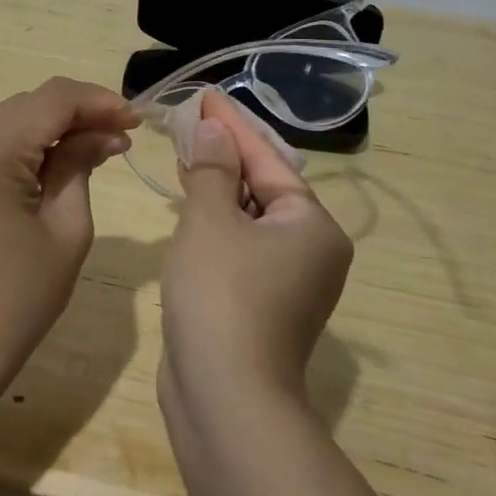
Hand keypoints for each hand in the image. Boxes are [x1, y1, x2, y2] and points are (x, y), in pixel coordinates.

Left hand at [0, 77, 137, 389]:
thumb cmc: (19, 298)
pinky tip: (56, 158)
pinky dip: (26, 141)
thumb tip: (105, 131)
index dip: (97, 101)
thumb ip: (81, 164)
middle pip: (28, 104)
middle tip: (121, 135)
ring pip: (10, 117)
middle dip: (78, 113)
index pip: (51, 100)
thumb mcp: (67, 228)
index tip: (135, 118)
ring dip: (53, 125)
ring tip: (98, 145)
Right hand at [159, 90, 353, 406]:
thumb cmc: (221, 295)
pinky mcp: (261, 304)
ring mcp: (288, 282)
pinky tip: (189, 204)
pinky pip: (240, 246)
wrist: (225, 398)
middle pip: (263, 186)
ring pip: (250, 218)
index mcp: (312, 225)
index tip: (206, 96)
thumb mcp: (211, 221)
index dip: (232, 125)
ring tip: (184, 152)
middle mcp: (310, 250)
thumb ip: (211, 170)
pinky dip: (216, 221)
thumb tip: (213, 132)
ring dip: (217, 186)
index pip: (268, 160)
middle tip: (189, 121)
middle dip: (224, 154)